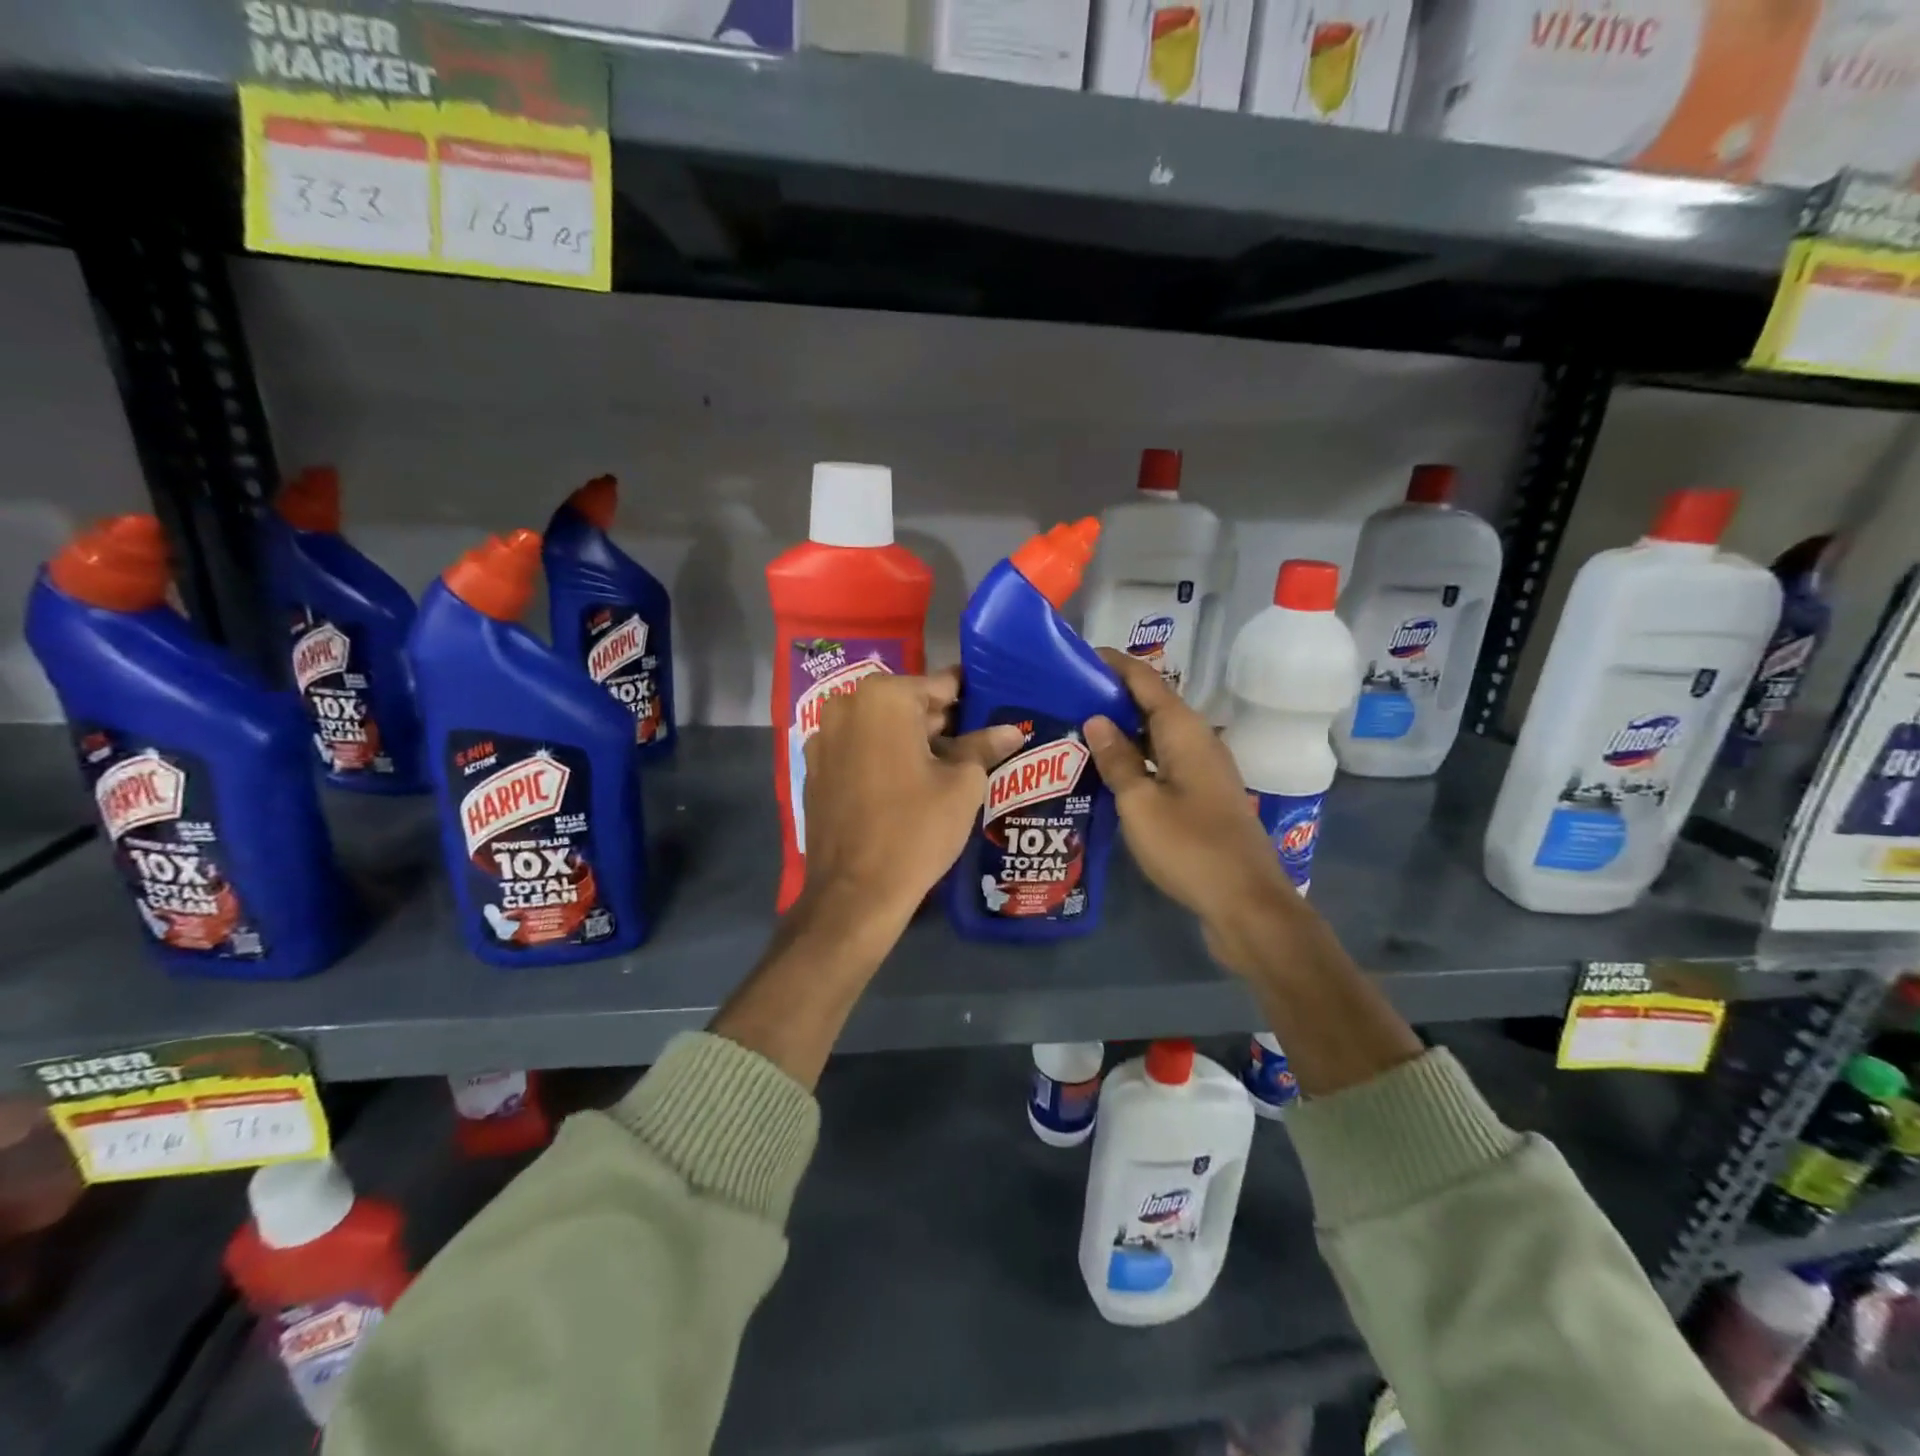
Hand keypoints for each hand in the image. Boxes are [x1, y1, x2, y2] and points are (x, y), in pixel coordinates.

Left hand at [798, 668, 1024, 934]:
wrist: (856, 893)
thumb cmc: (916, 829)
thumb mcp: (962, 785)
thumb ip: (983, 747)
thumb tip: (1010, 730)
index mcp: (884, 697)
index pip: (942, 685)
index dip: (971, 700)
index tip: (994, 712)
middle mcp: (846, 706)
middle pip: (909, 705)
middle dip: (941, 724)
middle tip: (977, 747)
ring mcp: (823, 739)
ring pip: (882, 729)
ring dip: (912, 742)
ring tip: (948, 770)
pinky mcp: (815, 771)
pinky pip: (860, 752)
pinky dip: (884, 760)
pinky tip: (908, 787)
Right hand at [1083, 649, 1297, 976]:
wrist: (1245, 902)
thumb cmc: (1189, 847)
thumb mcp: (1139, 803)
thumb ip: (1116, 759)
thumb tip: (1096, 718)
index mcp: (1184, 731)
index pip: (1144, 679)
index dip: (1112, 663)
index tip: (1075, 655)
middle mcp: (1198, 741)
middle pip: (1151, 704)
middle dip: (1111, 695)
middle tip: (1065, 697)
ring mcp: (1203, 769)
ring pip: (1156, 735)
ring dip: (1122, 729)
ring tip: (1077, 730)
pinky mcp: (1203, 795)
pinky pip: (1163, 762)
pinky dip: (1135, 757)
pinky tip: (1108, 771)